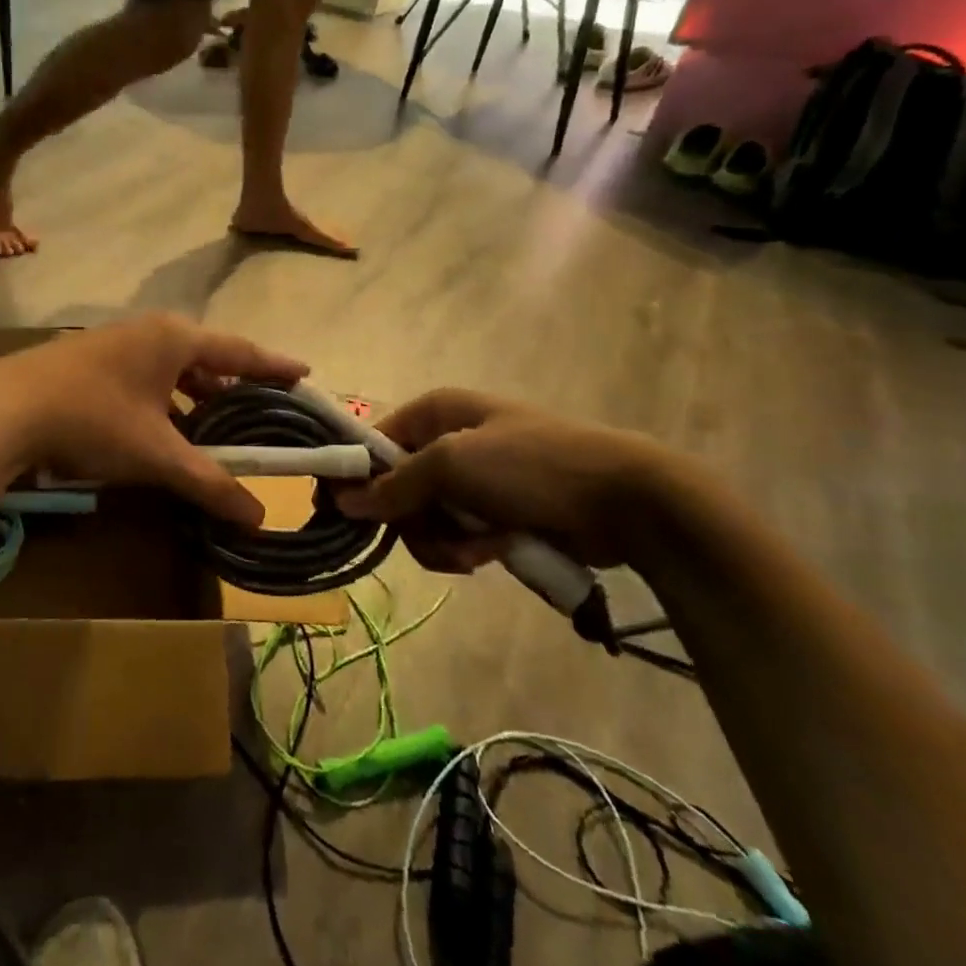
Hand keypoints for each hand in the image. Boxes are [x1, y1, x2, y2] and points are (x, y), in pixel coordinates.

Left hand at [0, 314, 308, 525]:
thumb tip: (258, 516)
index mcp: (175, 338)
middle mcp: (147, 331)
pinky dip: (163, 400)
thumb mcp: (157, 455)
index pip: (240, 350)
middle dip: (233, 383)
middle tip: (261, 407)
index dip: (274, 366)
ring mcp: (113, 343)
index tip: (304, 373)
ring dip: (195, 394)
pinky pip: (144, 377)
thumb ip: (210, 483)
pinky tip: (161, 428)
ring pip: (170, 368)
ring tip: (216, 422)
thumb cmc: (93, 420)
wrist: (3, 410)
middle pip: (205, 356)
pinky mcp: (87, 361)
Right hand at [333, 389, 689, 573]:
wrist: (625, 499)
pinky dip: (468, 549)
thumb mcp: (453, 465)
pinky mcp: (495, 512)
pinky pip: (456, 536)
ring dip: (443, 541)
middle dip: (412, 521)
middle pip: (395, 488)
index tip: (340, 513)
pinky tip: (494, 552)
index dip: (354, 476)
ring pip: (424, 519)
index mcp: (435, 412)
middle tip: (436, 536)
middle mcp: (447, 440)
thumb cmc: (530, 466)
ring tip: (478, 550)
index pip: (372, 442)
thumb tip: (342, 500)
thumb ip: (394, 484)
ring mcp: (472, 479)